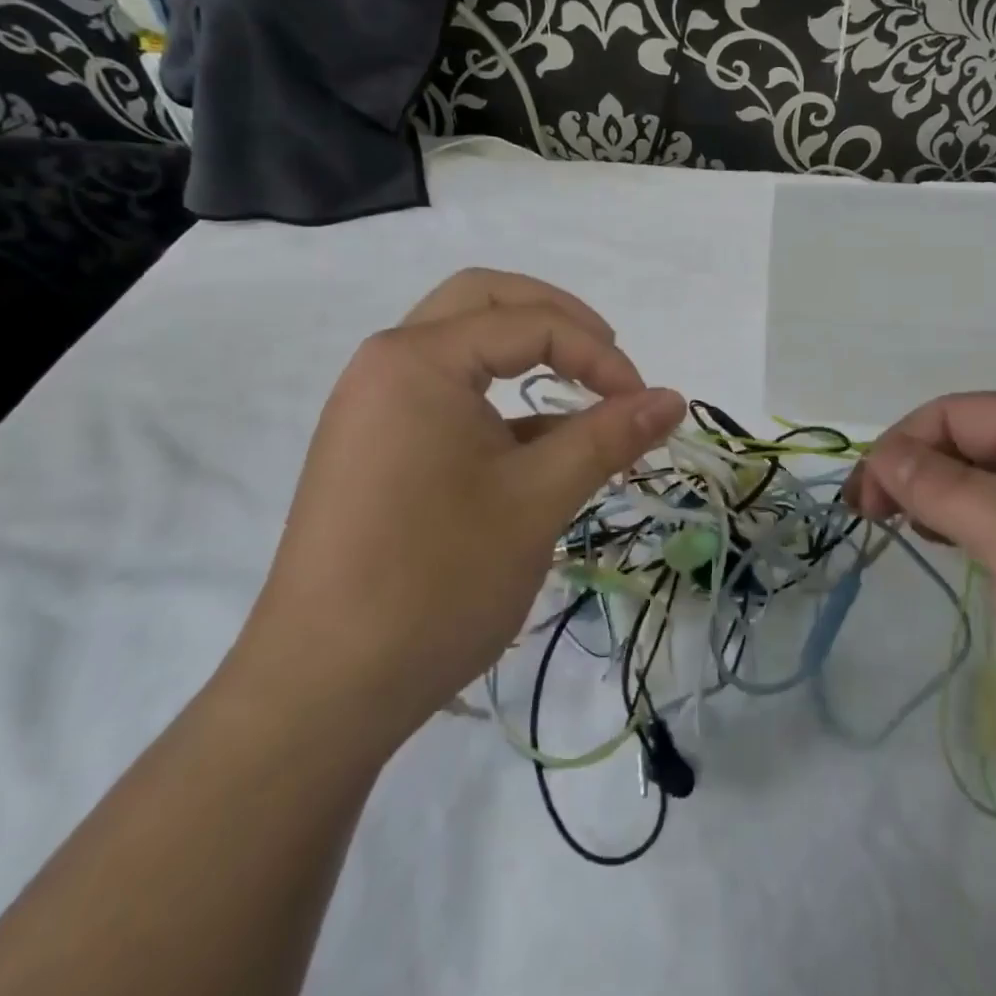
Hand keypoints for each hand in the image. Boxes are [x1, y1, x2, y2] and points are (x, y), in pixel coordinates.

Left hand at [230, 270, 684, 758]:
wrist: (320, 693)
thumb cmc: (435, 581)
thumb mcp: (537, 501)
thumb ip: (608, 436)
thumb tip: (675, 398)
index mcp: (418, 359)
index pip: (529, 323)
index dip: (599, 355)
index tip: (643, 404)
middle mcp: (387, 364)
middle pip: (484, 302)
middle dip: (556, 320)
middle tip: (607, 360)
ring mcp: (372, 406)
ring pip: (462, 346)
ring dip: (525, 354)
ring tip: (581, 395)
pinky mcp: (373, 447)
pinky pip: (445, 394)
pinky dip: (498, 400)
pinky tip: (538, 446)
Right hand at [846, 394, 995, 821]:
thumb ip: (940, 484)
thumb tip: (882, 453)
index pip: (959, 413)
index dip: (902, 447)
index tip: (864, 502)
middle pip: (973, 443)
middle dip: (917, 472)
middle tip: (874, 520)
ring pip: (990, 486)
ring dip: (941, 501)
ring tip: (910, 533)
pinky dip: (974, 533)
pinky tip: (960, 556)